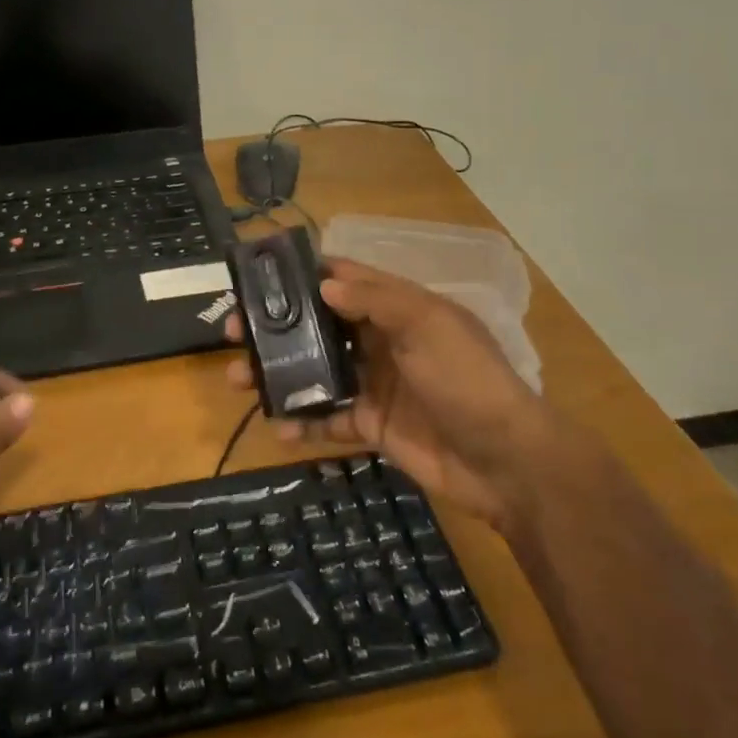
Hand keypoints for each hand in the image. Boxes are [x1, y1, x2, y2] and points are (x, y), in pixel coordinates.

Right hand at [227, 260, 547, 530]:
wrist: (505, 462)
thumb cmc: (466, 380)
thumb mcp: (428, 326)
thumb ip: (376, 301)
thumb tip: (324, 284)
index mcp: (397, 308)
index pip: (344, 280)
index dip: (304, 275)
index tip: (259, 276)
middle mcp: (379, 340)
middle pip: (318, 325)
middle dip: (276, 327)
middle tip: (232, 332)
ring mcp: (372, 383)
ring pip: (313, 371)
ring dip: (277, 373)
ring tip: (238, 380)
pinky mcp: (369, 424)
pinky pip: (326, 418)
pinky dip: (301, 422)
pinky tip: (279, 428)